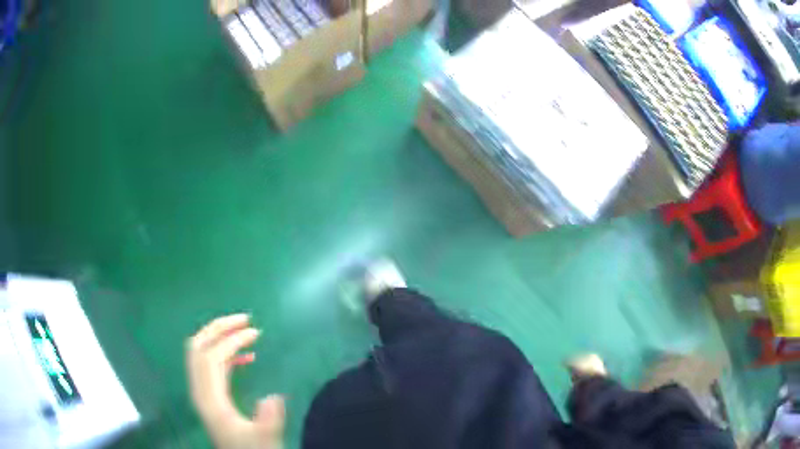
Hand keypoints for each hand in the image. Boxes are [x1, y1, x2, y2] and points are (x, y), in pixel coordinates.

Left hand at [186, 314, 285, 448]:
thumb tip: (273, 397)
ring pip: (202, 353)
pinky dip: (225, 353)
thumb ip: (269, 420)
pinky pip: (211, 364)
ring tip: (245, 330)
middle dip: (218, 328)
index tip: (255, 332)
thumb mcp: (264, 440)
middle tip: (243, 319)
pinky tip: (246, 356)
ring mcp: (204, 391)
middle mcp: (200, 389)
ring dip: (220, 337)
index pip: (211, 357)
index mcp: (209, 398)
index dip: (230, 340)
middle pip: (198, 347)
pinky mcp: (211, 395)